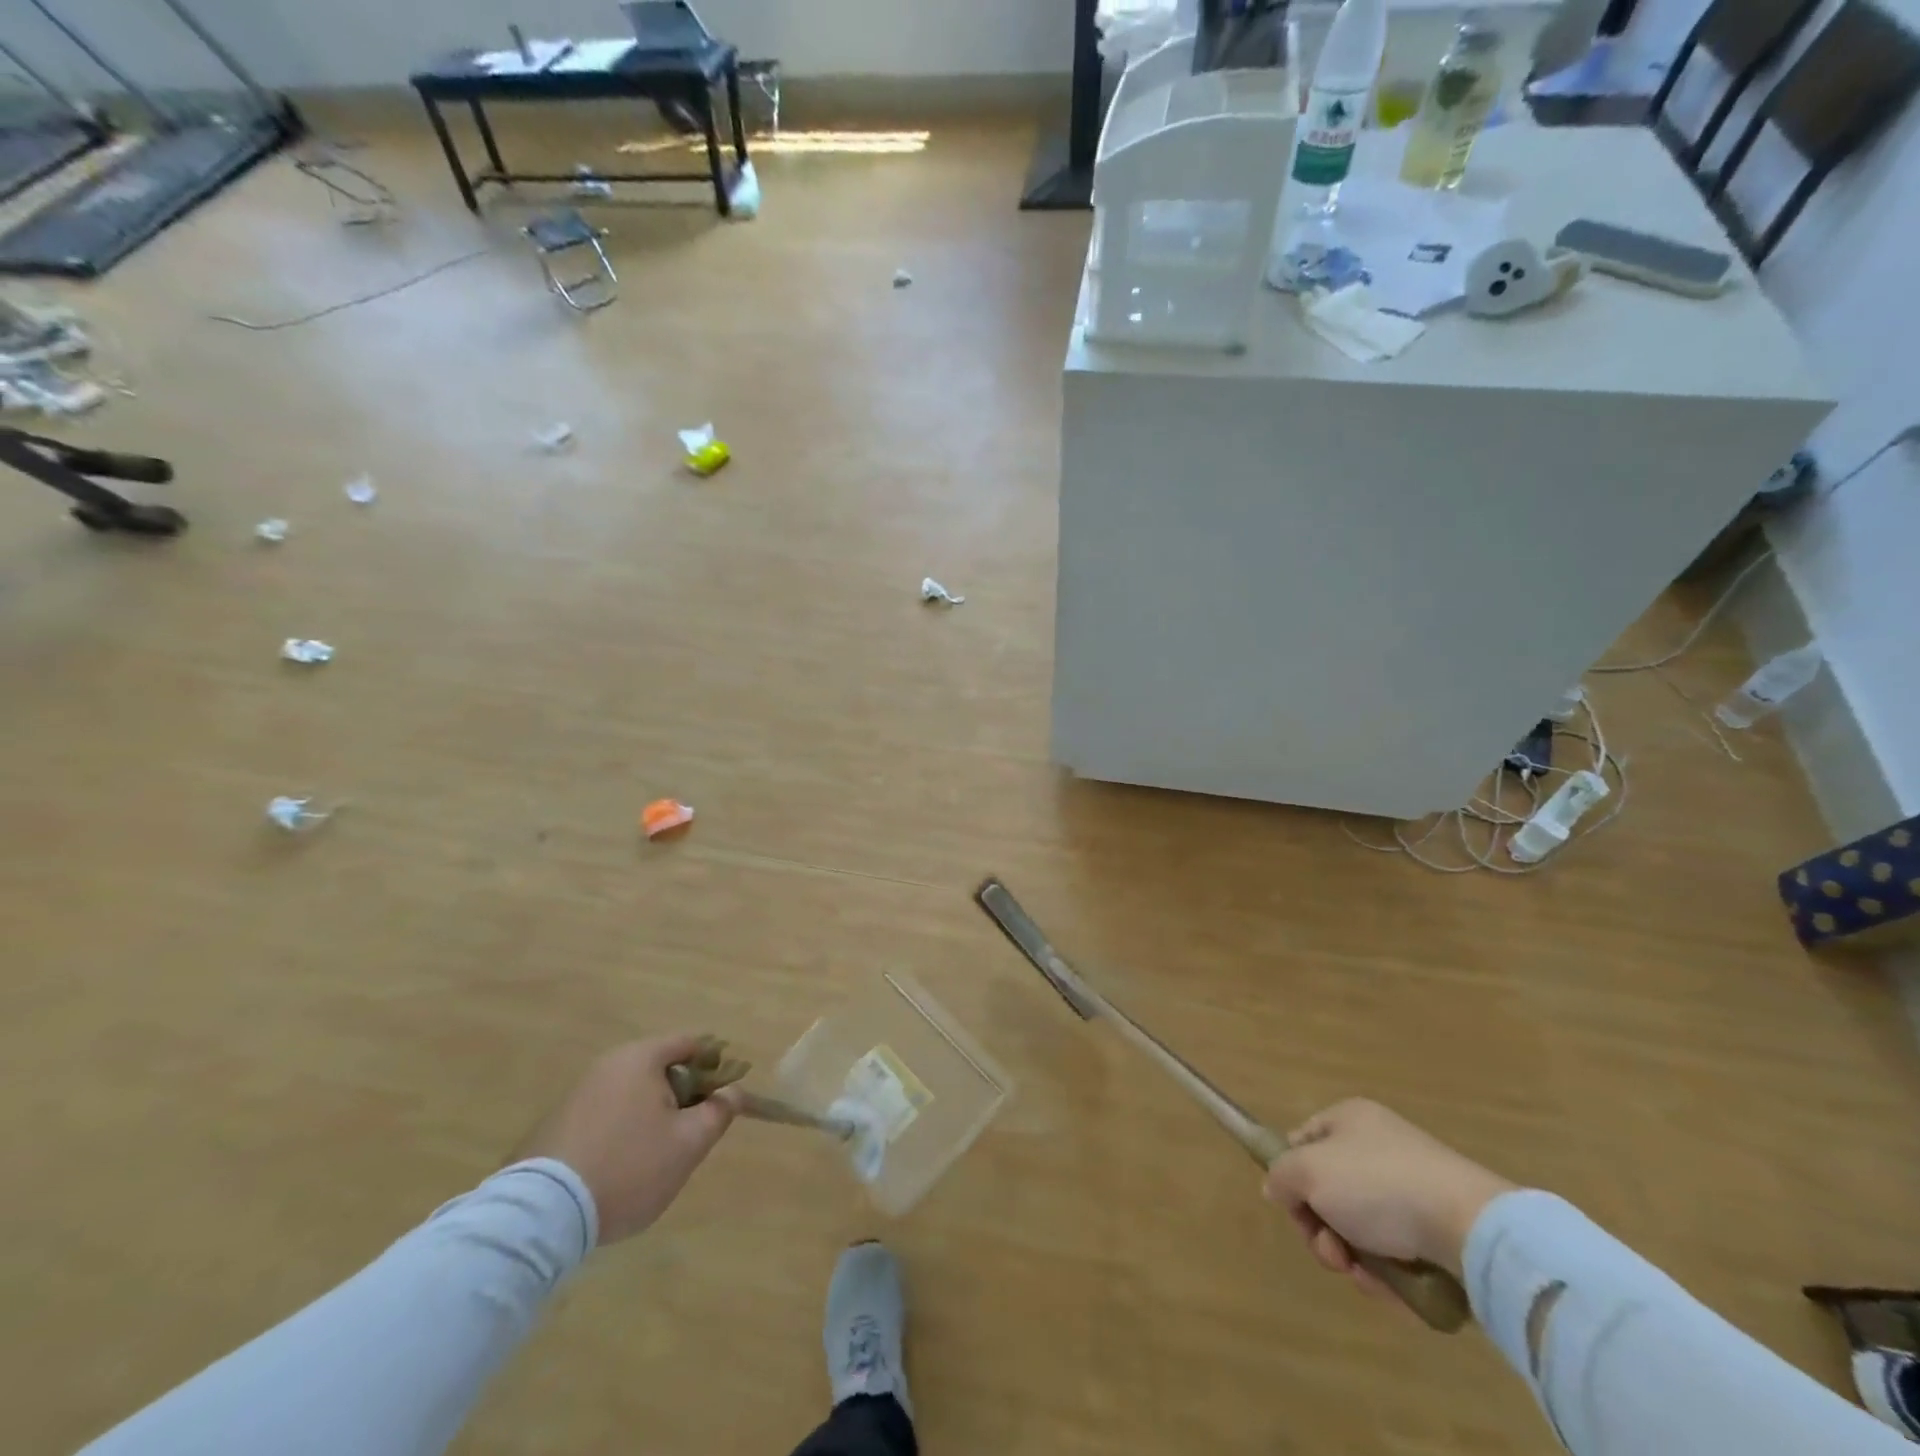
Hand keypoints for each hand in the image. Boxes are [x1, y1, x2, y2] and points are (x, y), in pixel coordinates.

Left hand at [511, 1035, 738, 1243]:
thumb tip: (734, 1092)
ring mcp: (578, 1094)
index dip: (715, 1065)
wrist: (542, 1216)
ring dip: (652, 1115)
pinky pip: (606, 1115)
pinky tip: (622, 1167)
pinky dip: (622, 1131)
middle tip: (693, 1132)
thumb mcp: (688, 1143)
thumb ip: (718, 1111)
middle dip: (683, 1094)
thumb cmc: (629, 1167)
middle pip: (660, 1068)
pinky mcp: (556, 1125)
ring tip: (658, 1156)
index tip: (725, 1096)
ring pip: (633, 1094)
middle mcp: (608, 1065)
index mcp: (641, 1058)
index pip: (690, 1043)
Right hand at [1262, 1099, 1513, 1296]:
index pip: (1302, 1141)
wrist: (1472, 1229)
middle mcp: (1379, 1148)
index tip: (1294, 1207)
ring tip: (1364, 1276)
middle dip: (1321, 1229)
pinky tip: (1393, 1289)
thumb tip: (1276, 1189)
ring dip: (1352, 1258)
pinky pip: (1397, 1254)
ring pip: (1360, 1230)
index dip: (1291, 1175)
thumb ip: (1280, 1176)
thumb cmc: (1378, 1185)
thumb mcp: (1308, 1171)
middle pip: (1329, 1192)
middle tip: (1330, 1251)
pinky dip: (1388, 1276)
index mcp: (1349, 1119)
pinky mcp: (1440, 1232)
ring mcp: (1413, 1190)